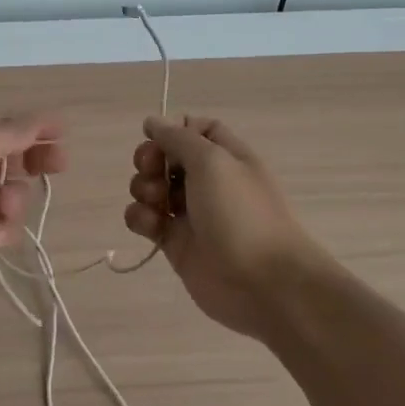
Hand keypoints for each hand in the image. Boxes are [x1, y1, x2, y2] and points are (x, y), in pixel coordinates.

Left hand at [0, 115, 65, 321]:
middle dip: (32, 162)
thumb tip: (45, 119)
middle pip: (7, 158)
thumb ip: (14, 132)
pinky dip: (3, 229)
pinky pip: (3, 225)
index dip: (30, 128)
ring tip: (1, 212)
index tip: (61, 134)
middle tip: (59, 165)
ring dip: (14, 202)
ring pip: (10, 194)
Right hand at [124, 114, 326, 342]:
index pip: (196, 129)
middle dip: (150, 160)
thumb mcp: (212, 161)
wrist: (264, 284)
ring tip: (155, 202)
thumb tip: (152, 121)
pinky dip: (140, 218)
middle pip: (167, 158)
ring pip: (152, 188)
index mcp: (226, 156)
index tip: (159, 139)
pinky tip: (150, 225)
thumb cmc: (241, 214)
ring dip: (143, 188)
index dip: (174, 130)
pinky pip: (147, 221)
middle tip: (151, 171)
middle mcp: (208, 182)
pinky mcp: (176, 243)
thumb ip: (178, 138)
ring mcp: (191, 214)